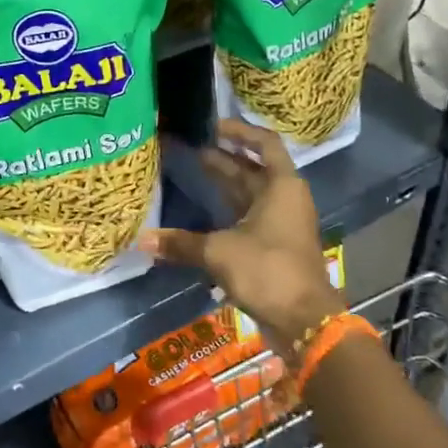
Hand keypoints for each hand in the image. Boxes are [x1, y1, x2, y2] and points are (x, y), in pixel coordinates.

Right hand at [138, 119, 345, 359]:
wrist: (305, 321)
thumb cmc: (268, 270)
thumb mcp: (219, 252)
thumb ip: (181, 243)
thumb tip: (142, 240)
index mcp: (282, 186)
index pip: (264, 143)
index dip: (239, 131)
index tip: (212, 126)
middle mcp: (285, 199)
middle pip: (253, 169)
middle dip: (223, 158)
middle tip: (190, 149)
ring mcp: (282, 224)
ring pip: (251, 194)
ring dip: (225, 184)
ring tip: (194, 172)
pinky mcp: (275, 247)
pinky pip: (249, 218)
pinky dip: (228, 212)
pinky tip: (203, 213)